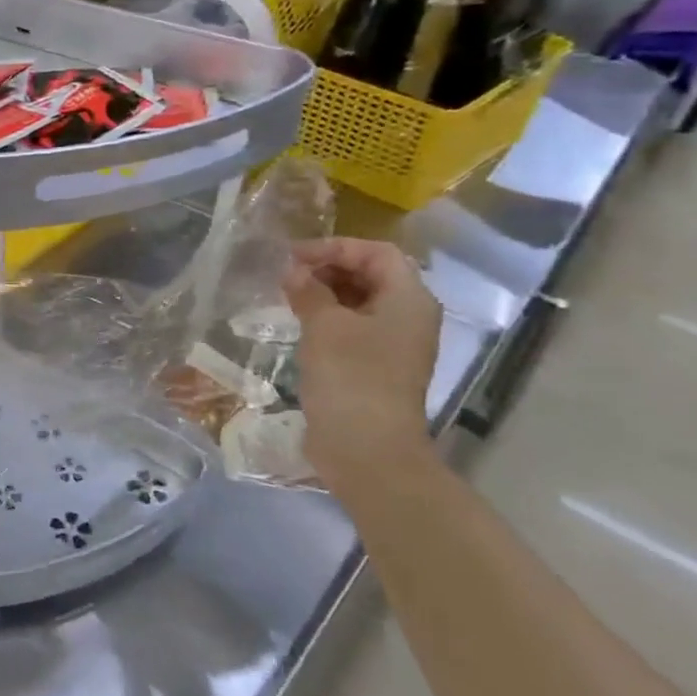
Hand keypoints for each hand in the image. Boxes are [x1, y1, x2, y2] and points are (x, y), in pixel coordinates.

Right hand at [284, 238, 440, 484]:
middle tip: (287, 275)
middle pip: (372, 275)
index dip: (335, 247)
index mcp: (409, 300)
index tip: (293, 256)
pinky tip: (300, 324)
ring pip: (361, 302)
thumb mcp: (324, 325)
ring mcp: (394, 345)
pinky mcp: (376, 367)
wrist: (367, 448)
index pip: (376, 253)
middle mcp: (409, 317)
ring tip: (288, 296)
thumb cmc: (351, 377)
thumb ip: (309, 291)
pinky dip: (328, 318)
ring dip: (326, 293)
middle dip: (329, 268)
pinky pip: (354, 328)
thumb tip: (294, 272)